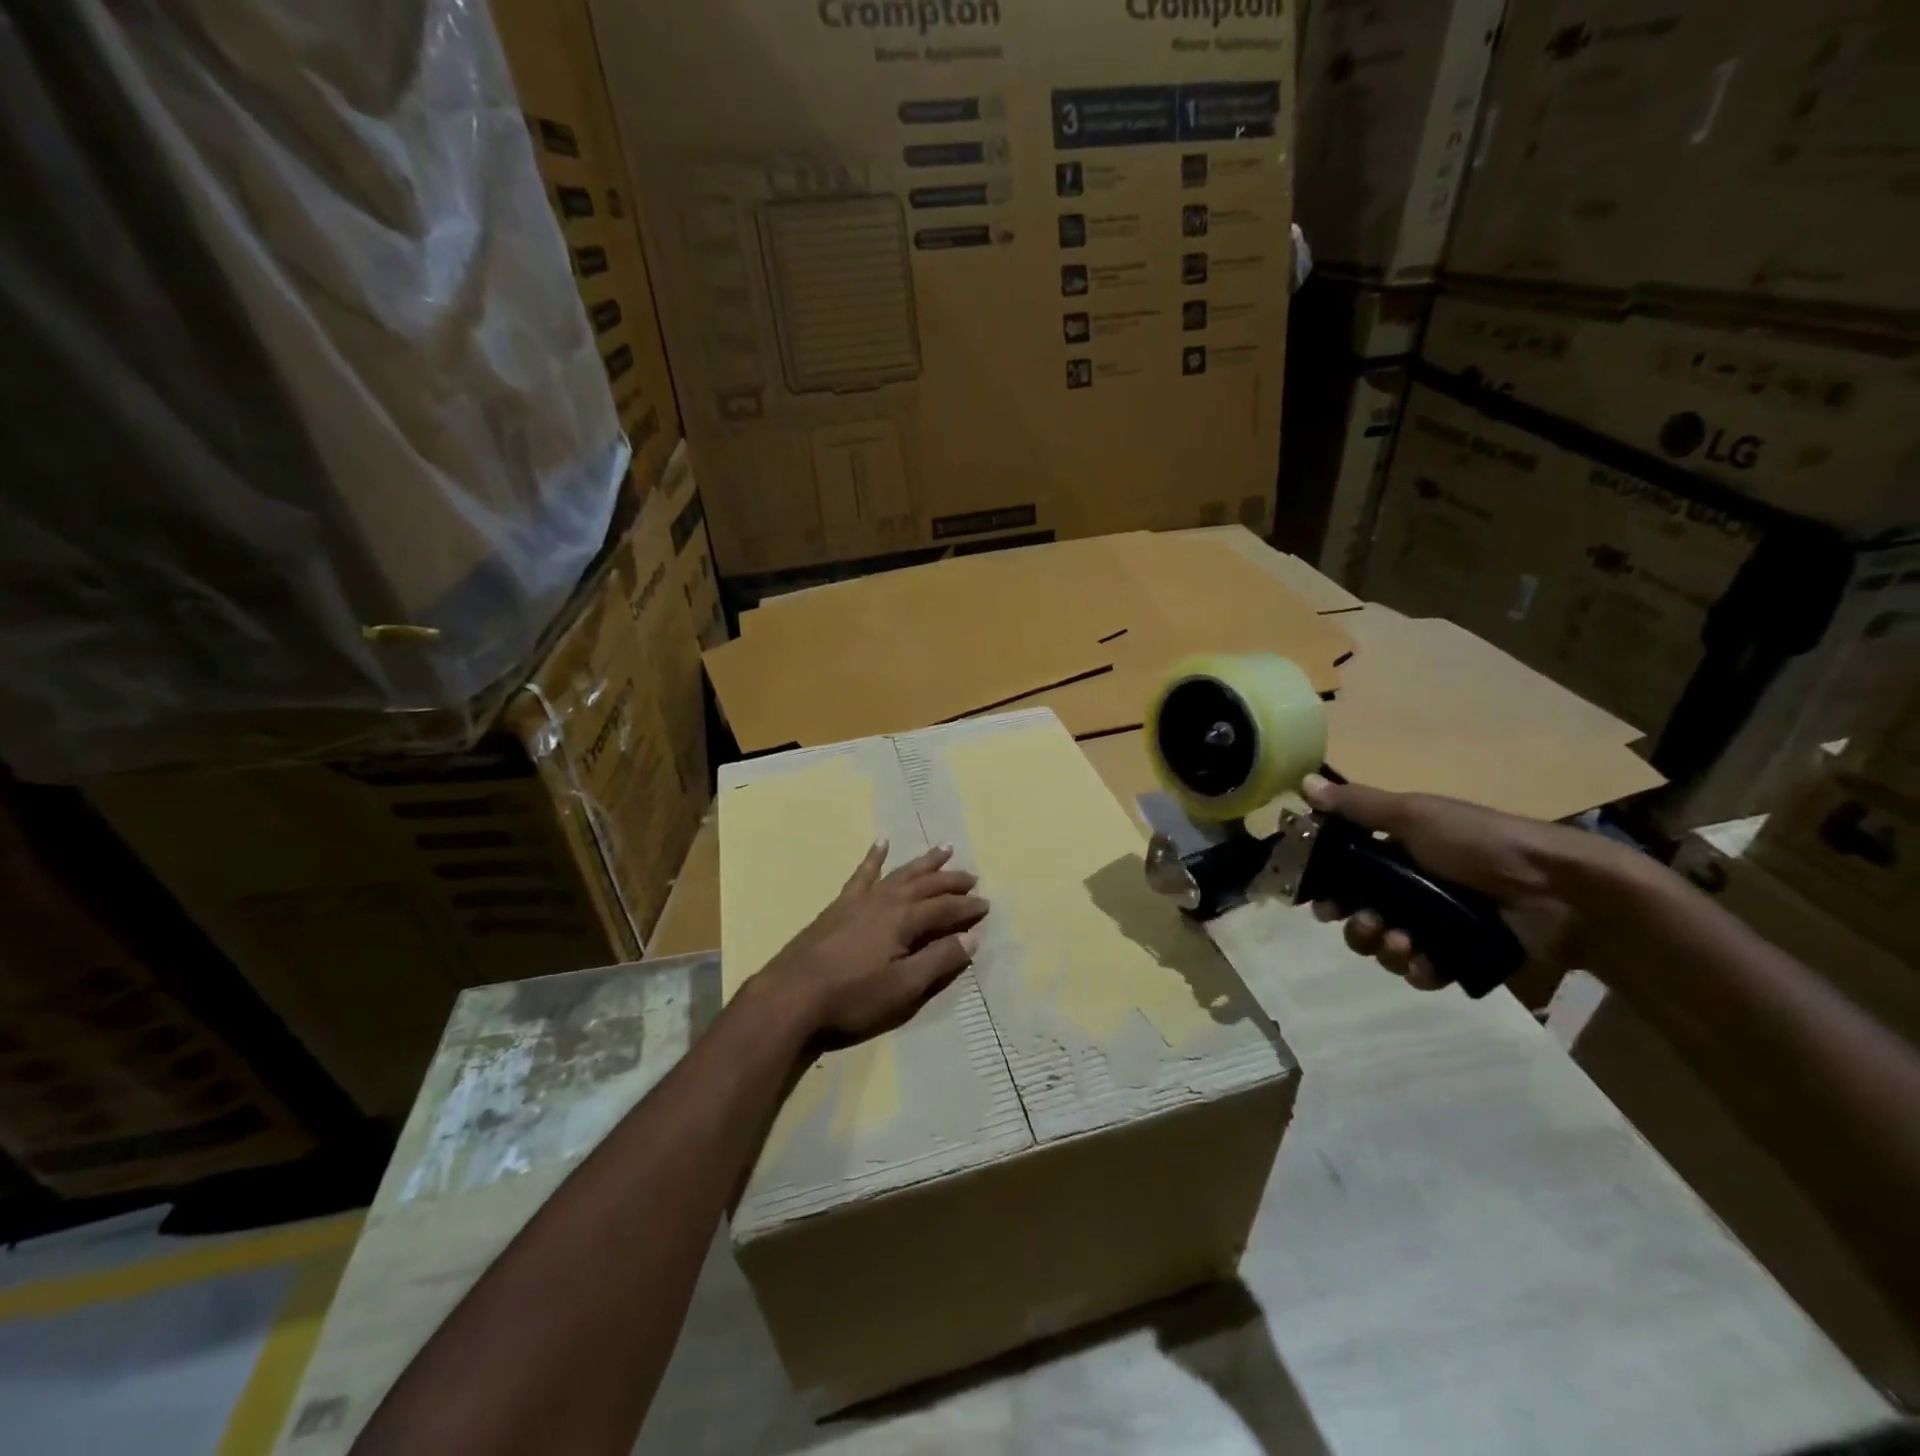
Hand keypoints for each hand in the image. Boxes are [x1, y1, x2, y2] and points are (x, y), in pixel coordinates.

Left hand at [758, 842, 988, 1043]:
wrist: (792, 994)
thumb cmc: (852, 996)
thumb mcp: (903, 987)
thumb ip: (938, 960)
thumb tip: (971, 937)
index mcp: (905, 920)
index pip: (945, 908)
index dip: (967, 907)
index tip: (987, 905)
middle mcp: (886, 900)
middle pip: (926, 885)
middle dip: (952, 881)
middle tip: (973, 877)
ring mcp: (861, 899)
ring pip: (900, 873)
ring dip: (924, 862)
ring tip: (944, 849)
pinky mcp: (840, 904)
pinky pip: (862, 873)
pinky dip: (874, 857)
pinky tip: (881, 843)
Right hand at [1301, 774, 1612, 990]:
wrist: (1561, 892)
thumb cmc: (1480, 844)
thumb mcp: (1415, 814)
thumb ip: (1358, 806)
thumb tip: (1304, 782)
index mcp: (1397, 851)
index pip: (1345, 870)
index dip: (1327, 884)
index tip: (1316, 896)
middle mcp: (1410, 887)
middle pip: (1359, 912)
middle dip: (1354, 923)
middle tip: (1365, 923)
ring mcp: (1435, 924)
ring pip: (1385, 945)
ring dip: (1383, 947)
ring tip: (1403, 942)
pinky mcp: (1459, 957)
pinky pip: (1421, 971)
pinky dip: (1417, 969)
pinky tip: (1425, 962)